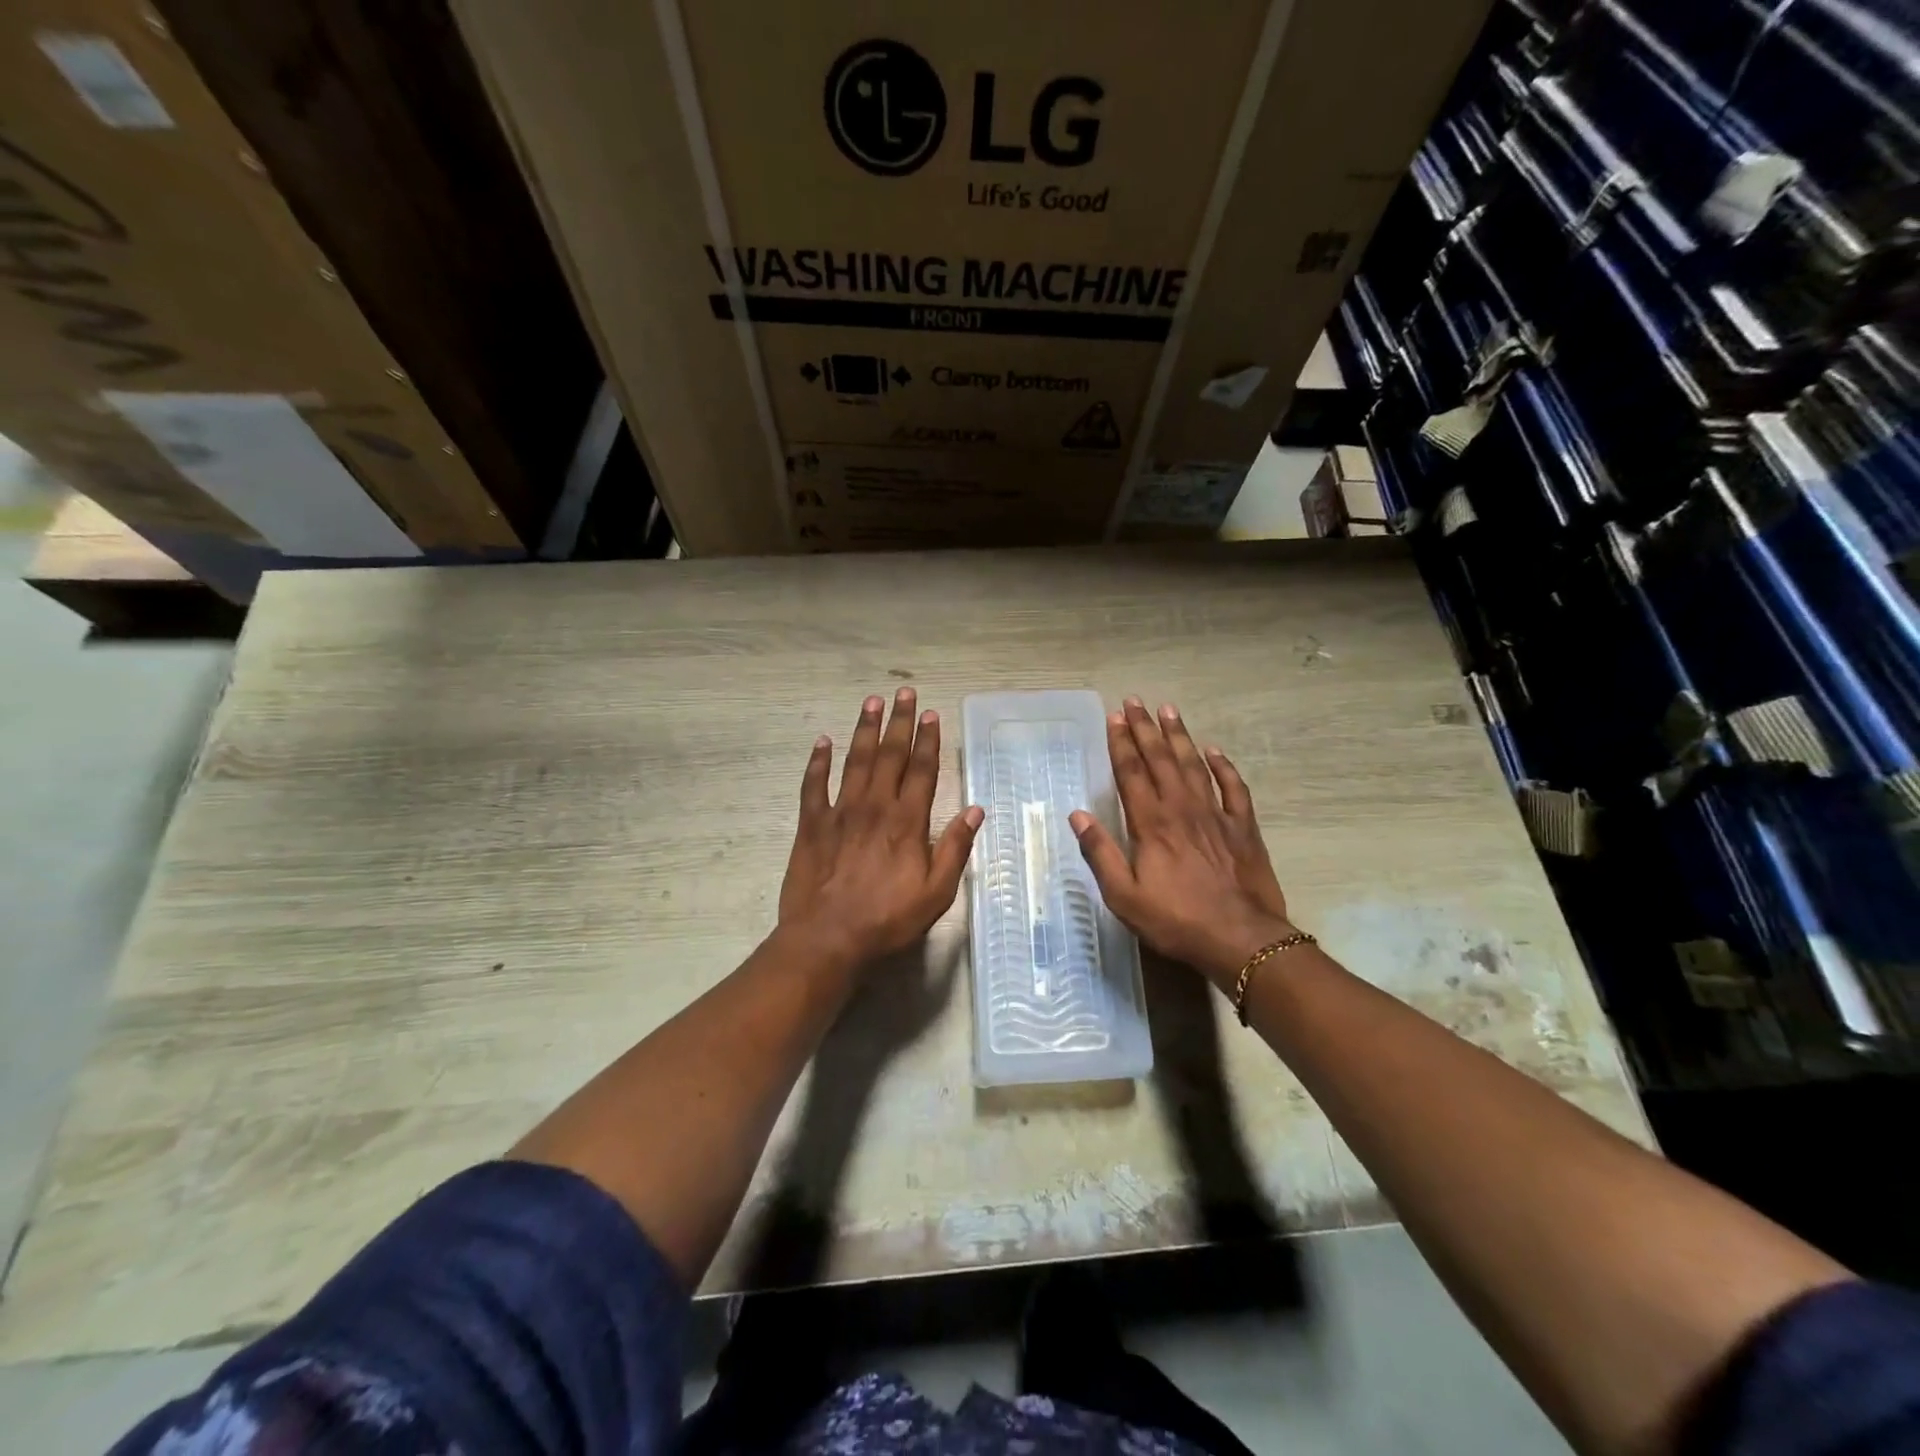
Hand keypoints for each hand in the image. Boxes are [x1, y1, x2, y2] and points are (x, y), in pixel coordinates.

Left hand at [778, 688, 983, 971]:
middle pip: (889, 755)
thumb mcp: (936, 892)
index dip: (928, 740)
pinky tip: (822, 741)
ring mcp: (840, 812)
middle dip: (898, 722)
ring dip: (864, 729)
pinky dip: (817, 762)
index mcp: (907, 822)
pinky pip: (813, 785)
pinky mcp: (811, 825)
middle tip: (903, 692)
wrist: (828, 939)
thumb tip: (976, 810)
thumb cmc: (888, 920)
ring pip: (854, 761)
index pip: (922, 770)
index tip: (931, 714)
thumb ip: (955, 848)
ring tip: (871, 702)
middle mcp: (875, 807)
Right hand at [1069, 699, 1294, 986]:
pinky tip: (1215, 752)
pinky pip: (1234, 788)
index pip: (1131, 773)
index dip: (1121, 744)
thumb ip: (1100, 853)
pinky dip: (1224, 767)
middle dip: (1145, 729)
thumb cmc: (1176, 920)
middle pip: (1161, 760)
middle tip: (1135, 701)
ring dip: (1180, 736)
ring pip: (1195, 765)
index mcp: (1151, 823)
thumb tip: (1077, 816)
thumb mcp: (1124, 896)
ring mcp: (1216, 815)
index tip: (1115, 718)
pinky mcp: (1243, 828)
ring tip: (1169, 710)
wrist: (1241, 938)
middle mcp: (1182, 809)